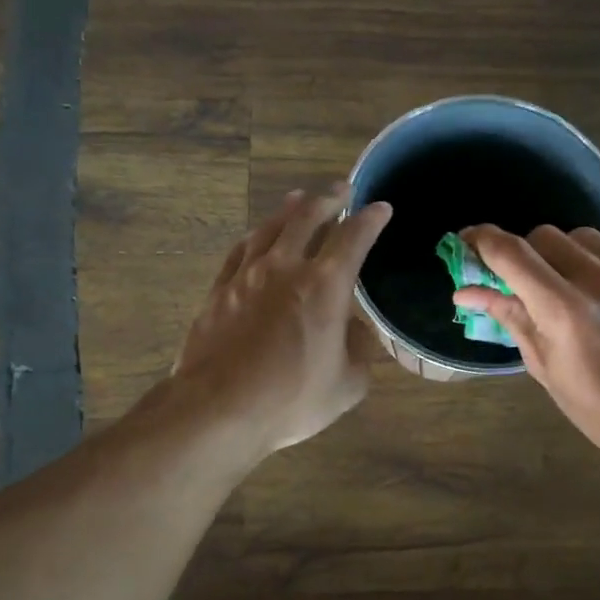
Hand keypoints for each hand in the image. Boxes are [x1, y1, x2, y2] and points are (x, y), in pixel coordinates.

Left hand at [171, 183, 392, 455]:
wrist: (219, 409)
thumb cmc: (292, 399)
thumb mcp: (348, 384)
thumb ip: (359, 351)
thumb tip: (357, 330)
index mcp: (325, 285)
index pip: (354, 237)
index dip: (371, 219)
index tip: (381, 208)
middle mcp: (286, 267)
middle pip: (307, 217)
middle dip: (328, 199)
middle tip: (340, 190)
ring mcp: (246, 275)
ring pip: (270, 227)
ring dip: (290, 209)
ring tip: (299, 198)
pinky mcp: (219, 290)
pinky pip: (240, 250)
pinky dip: (255, 236)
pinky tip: (257, 236)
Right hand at [456, 224, 599, 470]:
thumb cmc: (596, 406)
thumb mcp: (543, 365)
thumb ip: (509, 317)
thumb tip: (465, 292)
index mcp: (564, 311)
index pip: (512, 254)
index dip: (483, 240)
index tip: (468, 240)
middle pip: (546, 236)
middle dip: (527, 253)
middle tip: (527, 281)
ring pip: (584, 236)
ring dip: (566, 253)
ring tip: (571, 284)